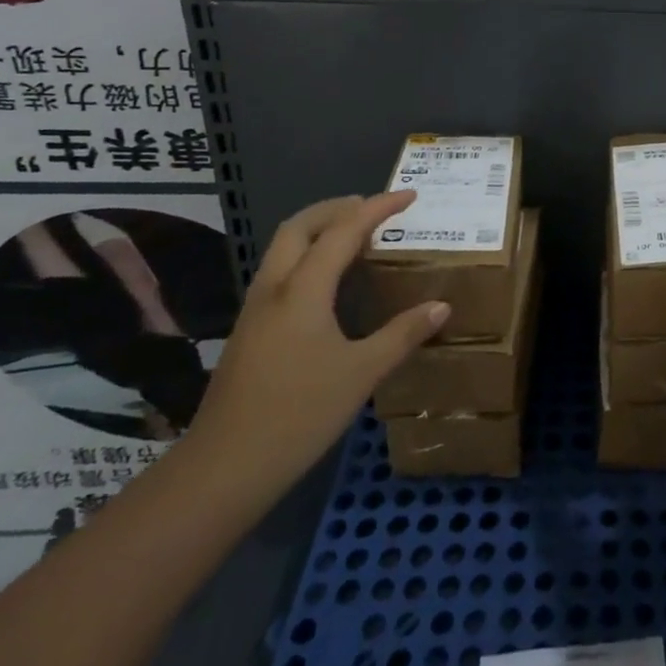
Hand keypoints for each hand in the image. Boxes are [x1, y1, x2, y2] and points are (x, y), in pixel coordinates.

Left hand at [185, 192, 447, 492]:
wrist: (223, 468)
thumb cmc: (299, 414)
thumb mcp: (362, 373)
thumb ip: (403, 334)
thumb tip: (442, 306)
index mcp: (303, 290)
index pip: (344, 230)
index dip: (378, 208)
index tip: (408, 196)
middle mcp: (275, 288)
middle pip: (301, 226)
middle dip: (338, 208)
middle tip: (374, 209)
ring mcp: (255, 310)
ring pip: (284, 248)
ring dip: (319, 230)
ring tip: (355, 238)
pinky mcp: (249, 331)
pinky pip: (280, 272)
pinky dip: (307, 257)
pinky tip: (328, 284)